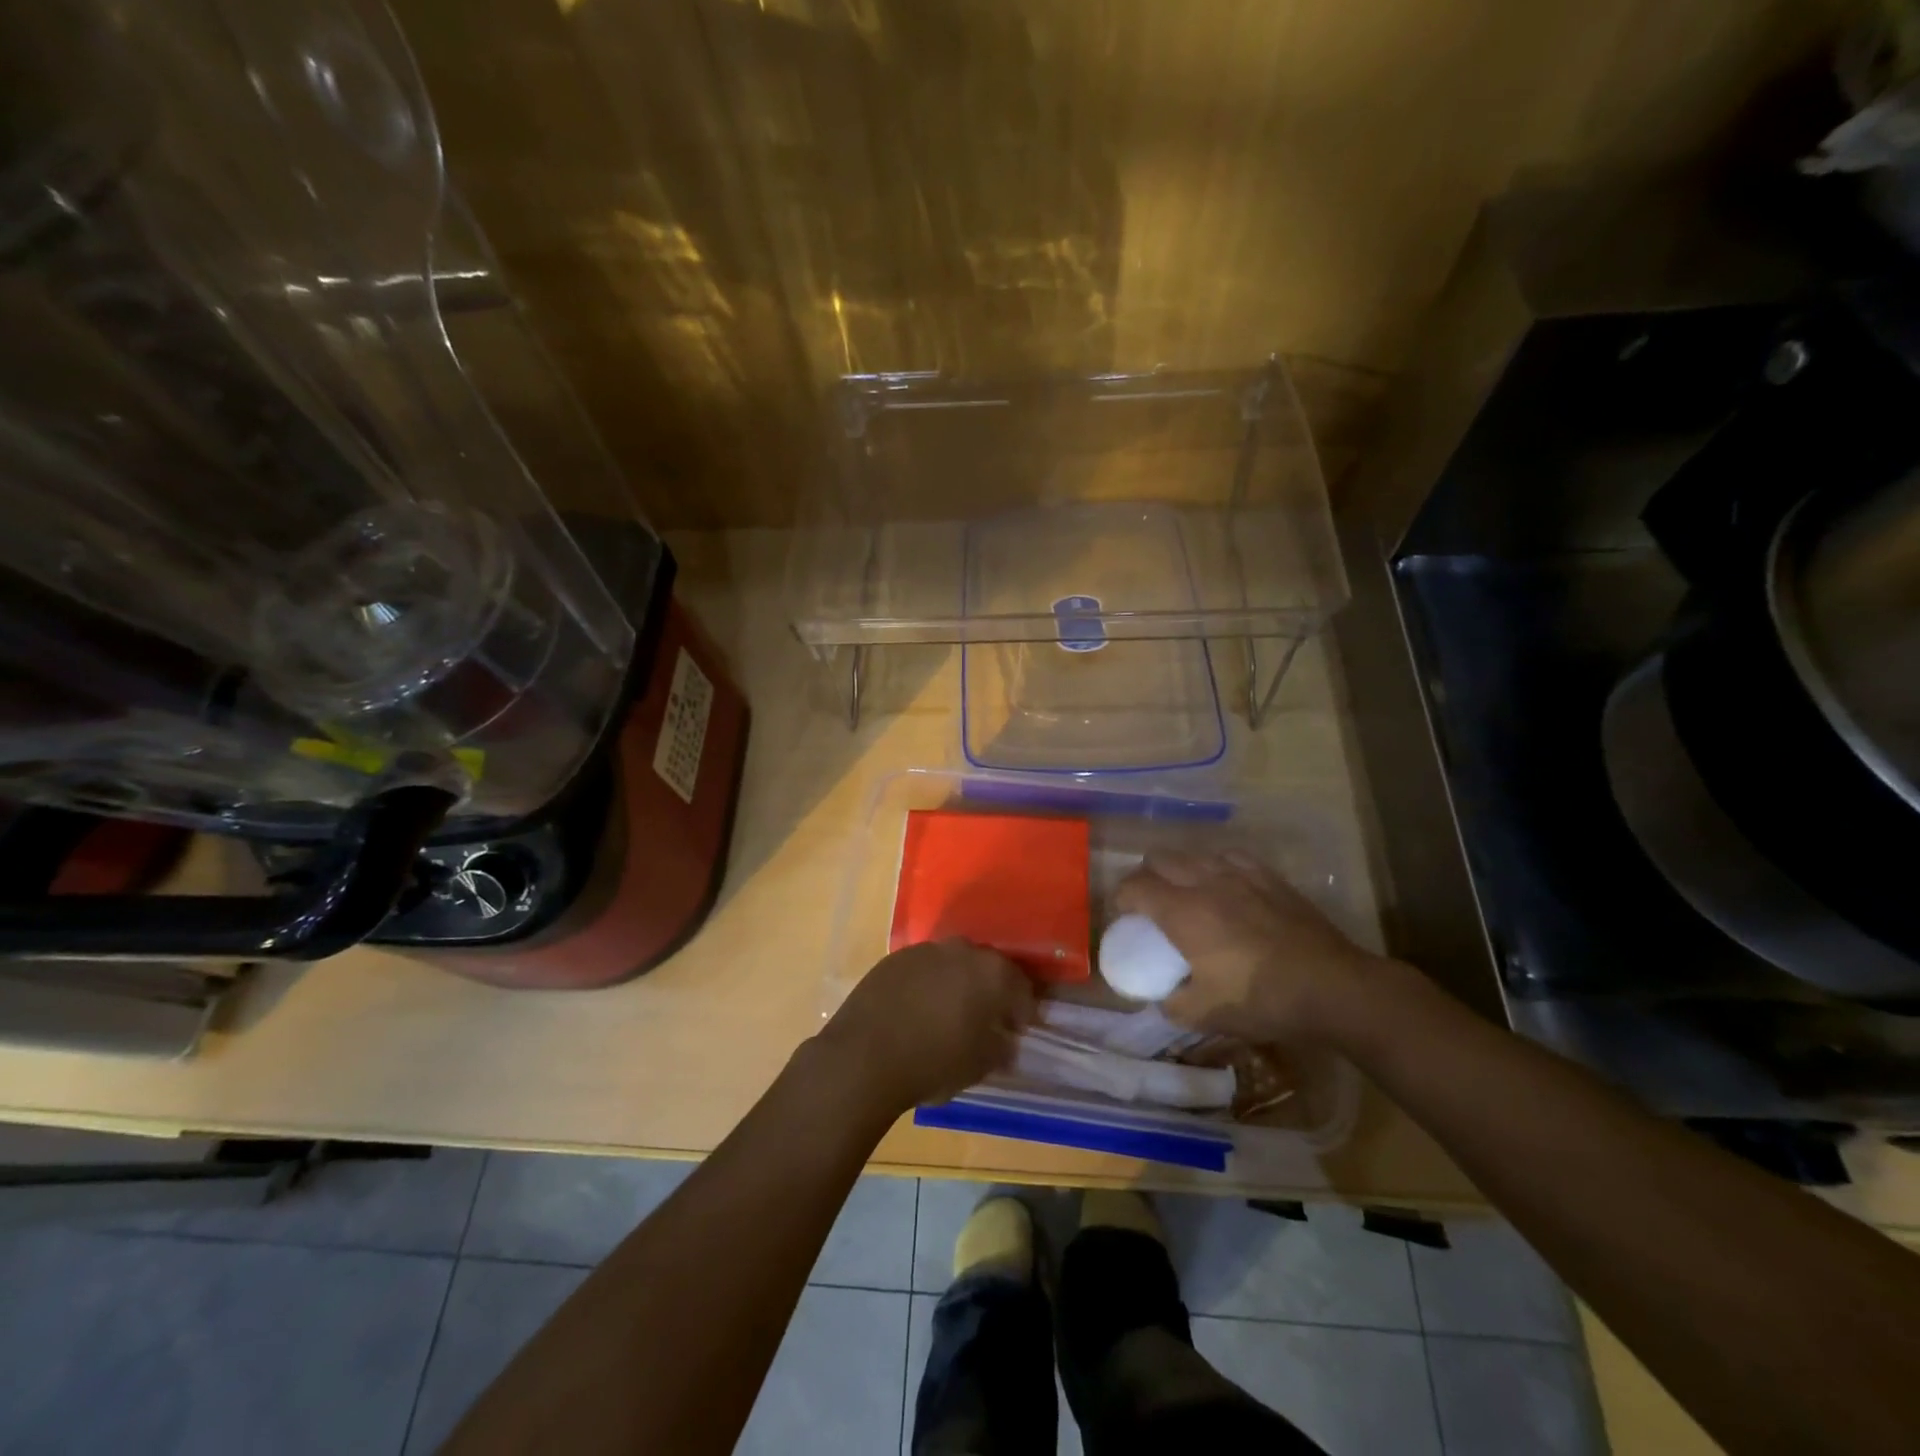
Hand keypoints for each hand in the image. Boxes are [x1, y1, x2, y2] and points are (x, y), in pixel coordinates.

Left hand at [819, 940, 1034, 1112]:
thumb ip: (1001, 1049)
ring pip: (953, 964)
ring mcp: (925, 950)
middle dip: (991, 992)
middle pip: (987, 969)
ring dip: (958, 984)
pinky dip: (928, 984)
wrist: (864, 1056)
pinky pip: (923, 969)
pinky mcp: (894, 958)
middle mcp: (962, 950)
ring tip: (950, 1014)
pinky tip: (919, 1010)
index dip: (1023, 1011)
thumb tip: (1006, 1042)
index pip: (1021, 988)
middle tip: (987, 1020)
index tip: (1019, 1031)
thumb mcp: (980, 1066)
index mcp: (992, 973)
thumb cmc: (933, 1062)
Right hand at [1114, 849, 1387, 1042]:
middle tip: (1151, 905)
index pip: (1134, 886)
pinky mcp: (1269, 877)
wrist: (1332, 987)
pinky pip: (1229, 857)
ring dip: (1180, 869)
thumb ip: (1172, 1004)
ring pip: (1194, 854)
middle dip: (1146, 877)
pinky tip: (1226, 887)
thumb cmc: (1261, 999)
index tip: (1124, 917)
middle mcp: (1205, 881)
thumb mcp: (1206, 1015)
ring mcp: (1239, 874)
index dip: (1121, 899)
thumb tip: (1162, 998)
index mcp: (1182, 911)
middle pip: (1159, 859)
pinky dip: (1216, 868)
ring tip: (1187, 894)